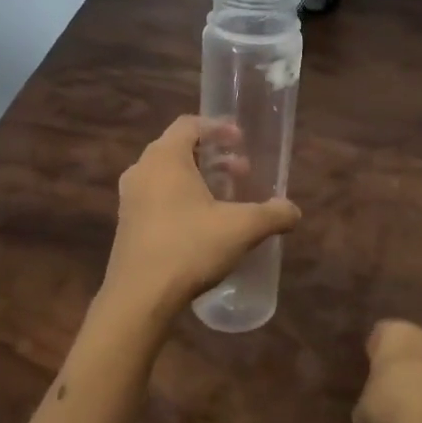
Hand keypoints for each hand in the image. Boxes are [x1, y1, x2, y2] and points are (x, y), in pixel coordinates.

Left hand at [101, 115, 300, 321]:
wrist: (139, 298)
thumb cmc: (189, 248)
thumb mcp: (241, 229)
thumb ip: (272, 214)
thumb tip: (294, 211)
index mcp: (165, 158)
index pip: (189, 124)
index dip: (218, 128)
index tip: (241, 141)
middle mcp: (142, 170)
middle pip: (179, 148)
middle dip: (213, 156)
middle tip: (241, 172)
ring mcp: (130, 198)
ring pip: (167, 175)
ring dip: (199, 179)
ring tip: (226, 199)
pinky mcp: (127, 224)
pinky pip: (157, 197)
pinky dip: (182, 198)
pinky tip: (204, 224)